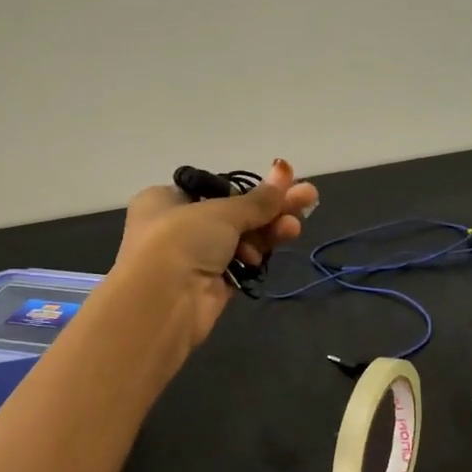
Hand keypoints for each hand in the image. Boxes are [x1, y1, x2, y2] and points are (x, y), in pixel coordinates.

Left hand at [114, 159, 319, 348]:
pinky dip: (260, 252)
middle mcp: (178, 227)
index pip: (215, 189)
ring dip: (270, 229)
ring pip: (242, 239)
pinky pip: (242, 263)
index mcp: (165, 200)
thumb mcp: (222, 212)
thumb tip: (284, 169)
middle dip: (271, 208)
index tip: (282, 183)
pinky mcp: (212, 284)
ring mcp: (196, 258)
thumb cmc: (181, 240)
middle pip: (234, 214)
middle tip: (308, 198)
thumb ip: (258, 199)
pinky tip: (282, 241)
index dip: (249, 189)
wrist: (163, 302)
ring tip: (296, 225)